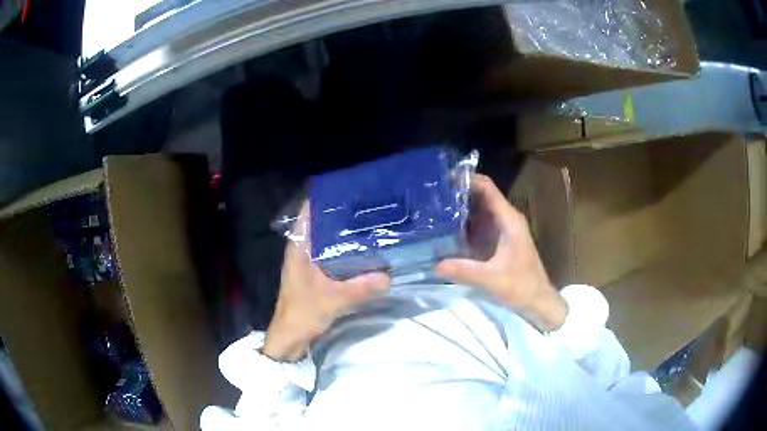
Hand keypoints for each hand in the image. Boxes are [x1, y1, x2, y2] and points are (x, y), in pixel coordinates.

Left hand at [263, 204, 390, 361]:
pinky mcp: (316, 273)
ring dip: (344, 231)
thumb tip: (389, 275)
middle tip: (370, 204)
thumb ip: (360, 288)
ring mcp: (309, 261)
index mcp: (299, 246)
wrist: (291, 337)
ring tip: (371, 220)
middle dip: (342, 212)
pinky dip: (346, 248)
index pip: (308, 211)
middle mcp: (302, 248)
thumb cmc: (303, 312)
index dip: (325, 198)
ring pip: (327, 238)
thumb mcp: (333, 299)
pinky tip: (365, 248)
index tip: (349, 188)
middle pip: (321, 222)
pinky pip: (332, 253)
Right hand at [435, 174, 567, 330]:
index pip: (487, 188)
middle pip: (481, 196)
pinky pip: (479, 225)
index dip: (467, 179)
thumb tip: (435, 264)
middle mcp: (506, 219)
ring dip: (460, 208)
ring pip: (479, 210)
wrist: (538, 301)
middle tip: (431, 195)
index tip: (443, 179)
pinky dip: (464, 223)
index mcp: (508, 220)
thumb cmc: (521, 286)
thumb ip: (465, 271)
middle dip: (458, 192)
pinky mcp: (499, 241)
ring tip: (432, 208)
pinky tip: (445, 229)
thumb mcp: (492, 279)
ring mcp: (503, 230)